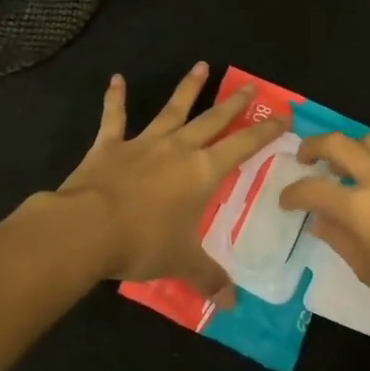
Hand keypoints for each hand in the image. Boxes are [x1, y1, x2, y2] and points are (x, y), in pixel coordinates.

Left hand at [53, 62, 287, 301]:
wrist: (88, 228)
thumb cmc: (144, 243)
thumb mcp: (182, 263)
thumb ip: (209, 278)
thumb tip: (233, 304)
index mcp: (202, 172)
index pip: (242, 147)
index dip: (264, 132)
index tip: (282, 116)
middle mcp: (178, 149)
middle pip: (212, 120)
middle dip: (233, 104)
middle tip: (250, 87)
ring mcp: (142, 143)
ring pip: (172, 110)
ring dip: (187, 88)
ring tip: (201, 67)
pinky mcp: (109, 145)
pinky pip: (114, 117)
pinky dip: (115, 98)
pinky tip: (115, 79)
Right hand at [279, 131, 369, 340]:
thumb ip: (340, 239)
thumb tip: (321, 220)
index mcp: (360, 207)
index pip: (313, 189)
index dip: (292, 193)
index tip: (285, 200)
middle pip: (341, 143)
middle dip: (315, 146)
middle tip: (305, 159)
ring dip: (352, 147)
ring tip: (345, 164)